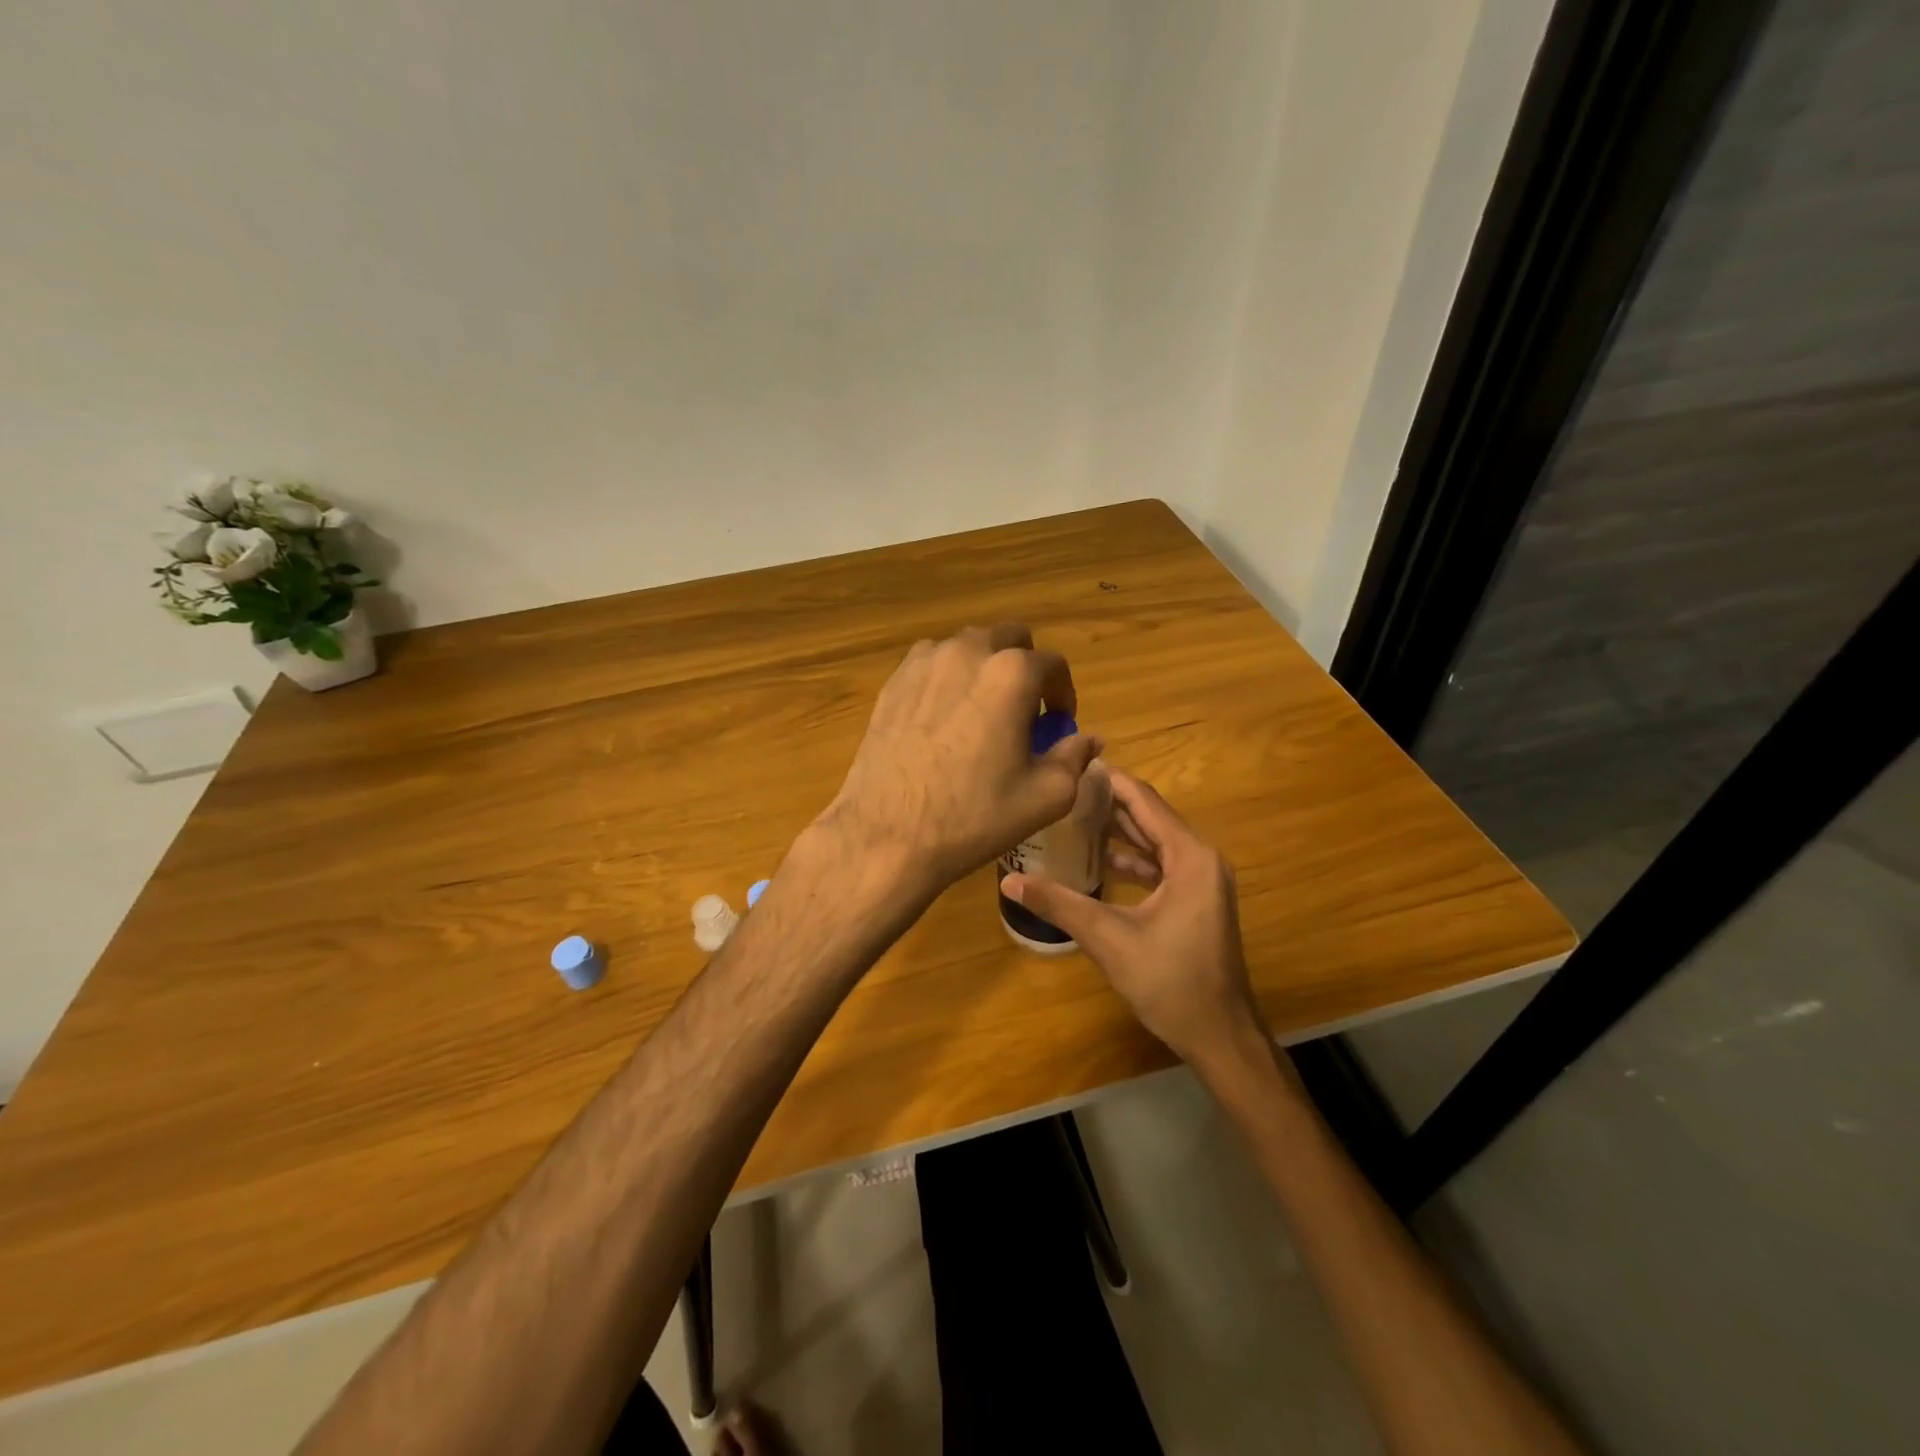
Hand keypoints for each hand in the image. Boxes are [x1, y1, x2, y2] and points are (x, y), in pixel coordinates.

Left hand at [820, 623, 1102, 901]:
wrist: (889, 834)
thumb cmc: (975, 816)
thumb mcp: (1046, 796)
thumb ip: (1074, 757)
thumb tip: (1090, 739)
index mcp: (1011, 674)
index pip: (1052, 664)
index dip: (1063, 692)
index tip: (1059, 721)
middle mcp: (967, 652)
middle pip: (1008, 638)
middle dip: (1024, 666)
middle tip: (1024, 709)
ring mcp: (923, 663)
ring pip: (966, 646)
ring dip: (983, 668)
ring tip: (981, 711)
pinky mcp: (892, 682)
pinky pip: (930, 664)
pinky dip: (947, 678)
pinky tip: (943, 718)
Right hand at [1001, 771, 1264, 1070]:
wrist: (1219, 1036)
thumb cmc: (1169, 982)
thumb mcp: (1108, 939)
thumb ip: (1059, 904)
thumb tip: (1008, 881)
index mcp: (1189, 857)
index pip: (1144, 801)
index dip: (1109, 780)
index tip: (1072, 765)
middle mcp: (1202, 858)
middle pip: (1151, 816)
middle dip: (1109, 802)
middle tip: (1064, 790)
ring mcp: (1203, 880)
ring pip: (1156, 841)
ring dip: (1120, 830)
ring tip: (1073, 817)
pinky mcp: (1197, 900)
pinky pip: (1162, 864)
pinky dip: (1133, 858)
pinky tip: (1100, 861)